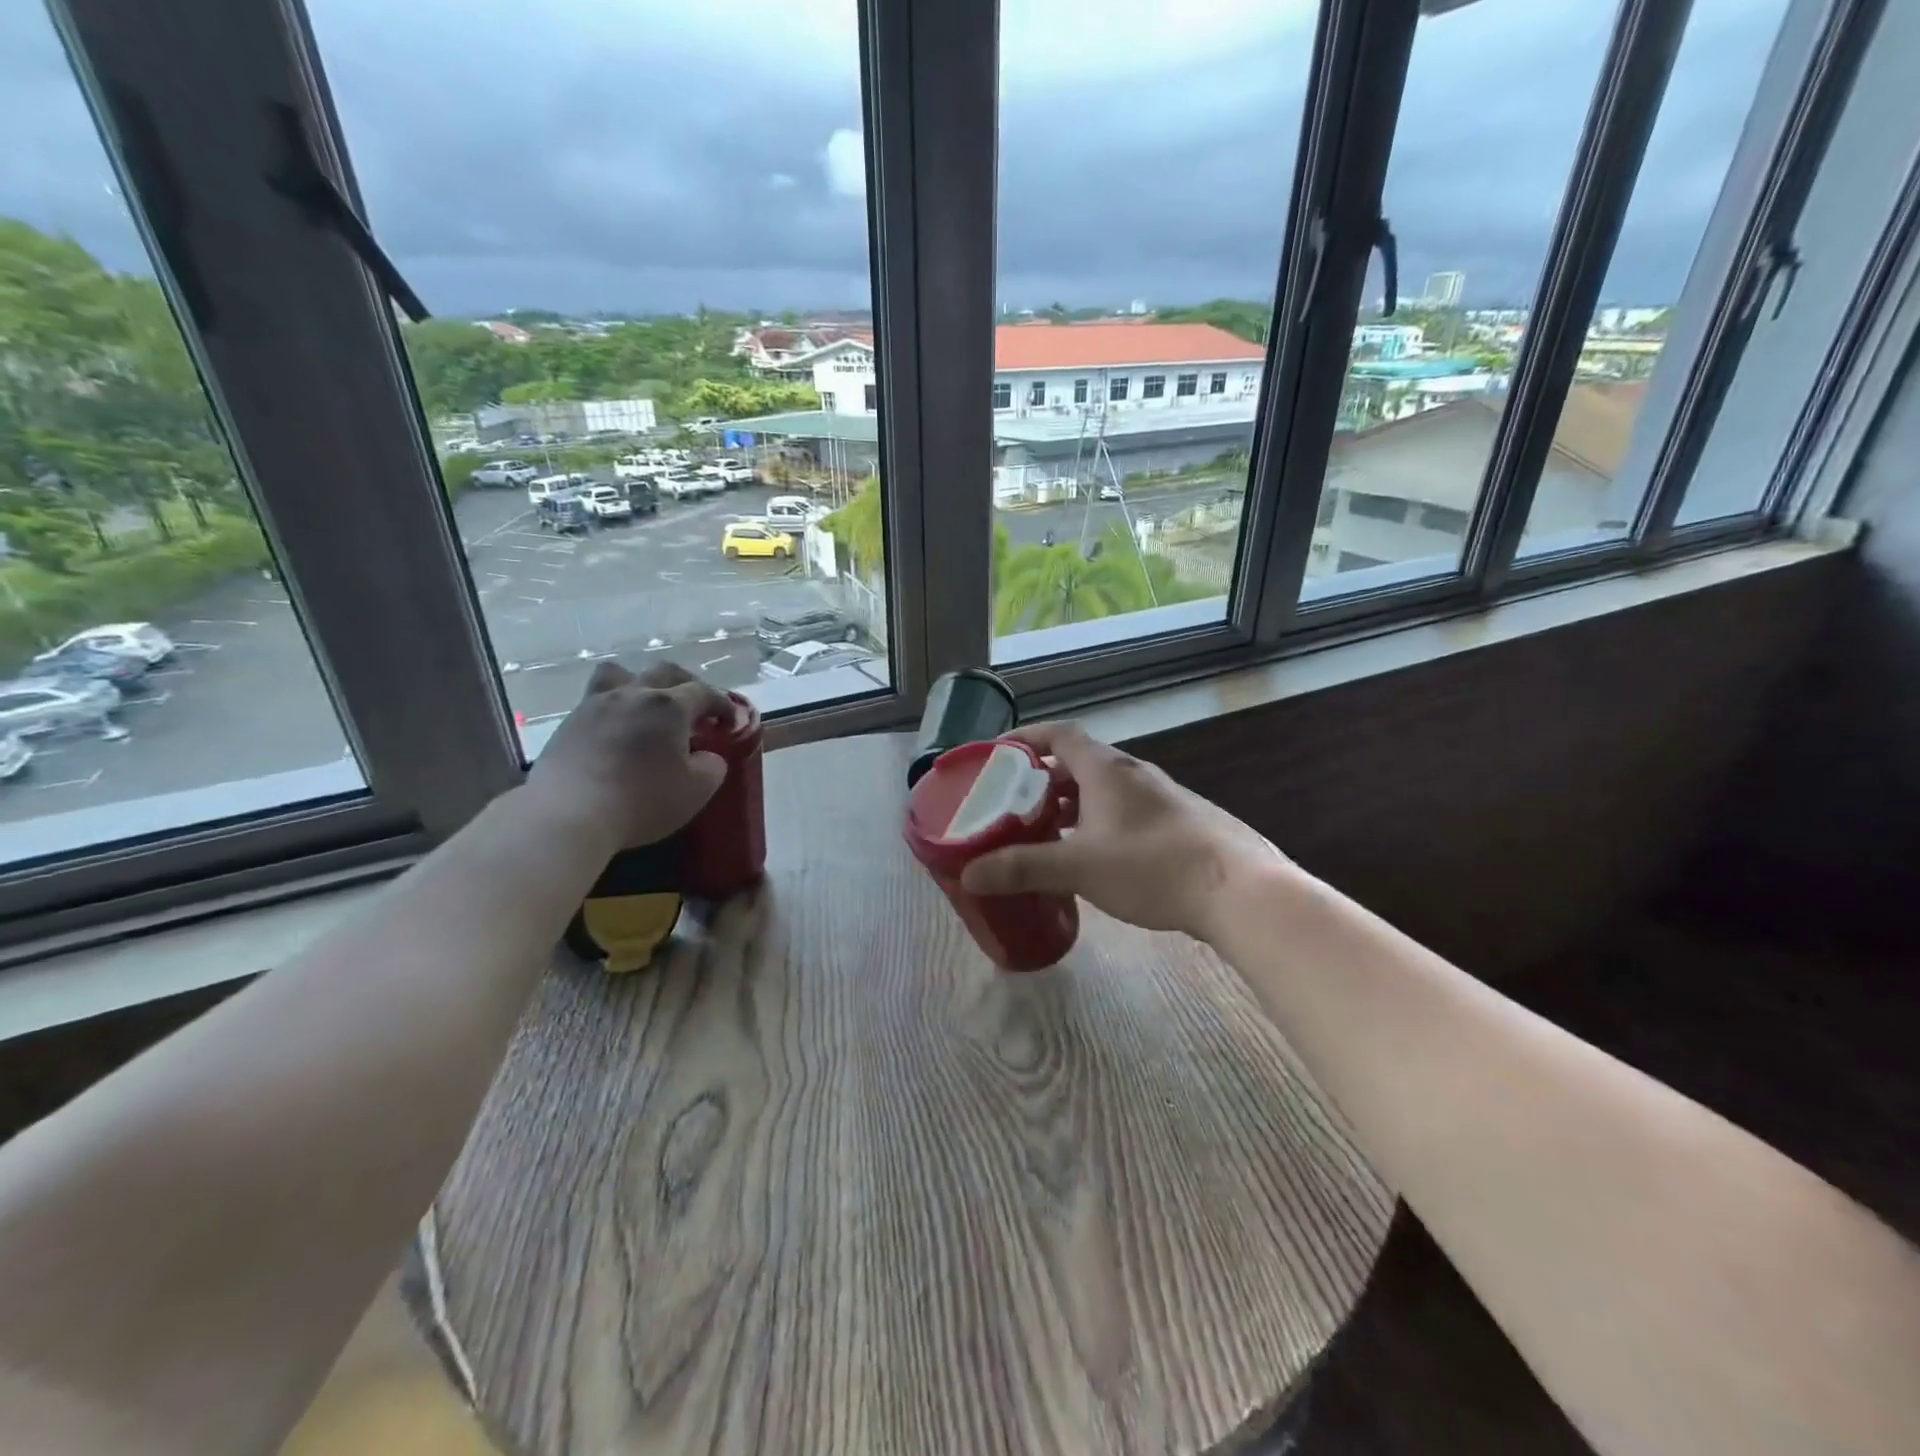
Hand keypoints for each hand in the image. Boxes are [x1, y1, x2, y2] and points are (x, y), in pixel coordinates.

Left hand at [526, 661, 732, 848]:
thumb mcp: (697, 790)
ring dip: (641, 682)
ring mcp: (596, 704)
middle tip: (696, 707)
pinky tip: (618, 730)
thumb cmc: (642, 800)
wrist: (568, 814)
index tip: (731, 722)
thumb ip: (712, 766)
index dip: (723, 704)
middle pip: (665, 671)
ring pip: (621, 674)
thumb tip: (706, 755)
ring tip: (647, 704)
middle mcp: (633, 693)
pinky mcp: (569, 722)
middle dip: (687, 684)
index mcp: (669, 706)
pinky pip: (597, 699)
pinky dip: (615, 706)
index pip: (705, 692)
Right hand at [958, 721, 1288, 939]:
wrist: (1238, 891)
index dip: (1027, 738)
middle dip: (1043, 779)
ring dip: (1072, 804)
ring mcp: (1160, 796)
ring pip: (1103, 790)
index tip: (1000, 753)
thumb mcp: (1079, 867)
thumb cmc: (1151, 866)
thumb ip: (1023, 867)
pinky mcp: (1177, 822)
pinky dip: (1097, 822)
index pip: (1060, 734)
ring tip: (1045, 832)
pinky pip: (1124, 811)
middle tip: (1013, 803)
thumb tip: (969, 874)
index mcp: (1106, 769)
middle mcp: (1132, 773)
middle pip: (1079, 763)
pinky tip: (1092, 857)